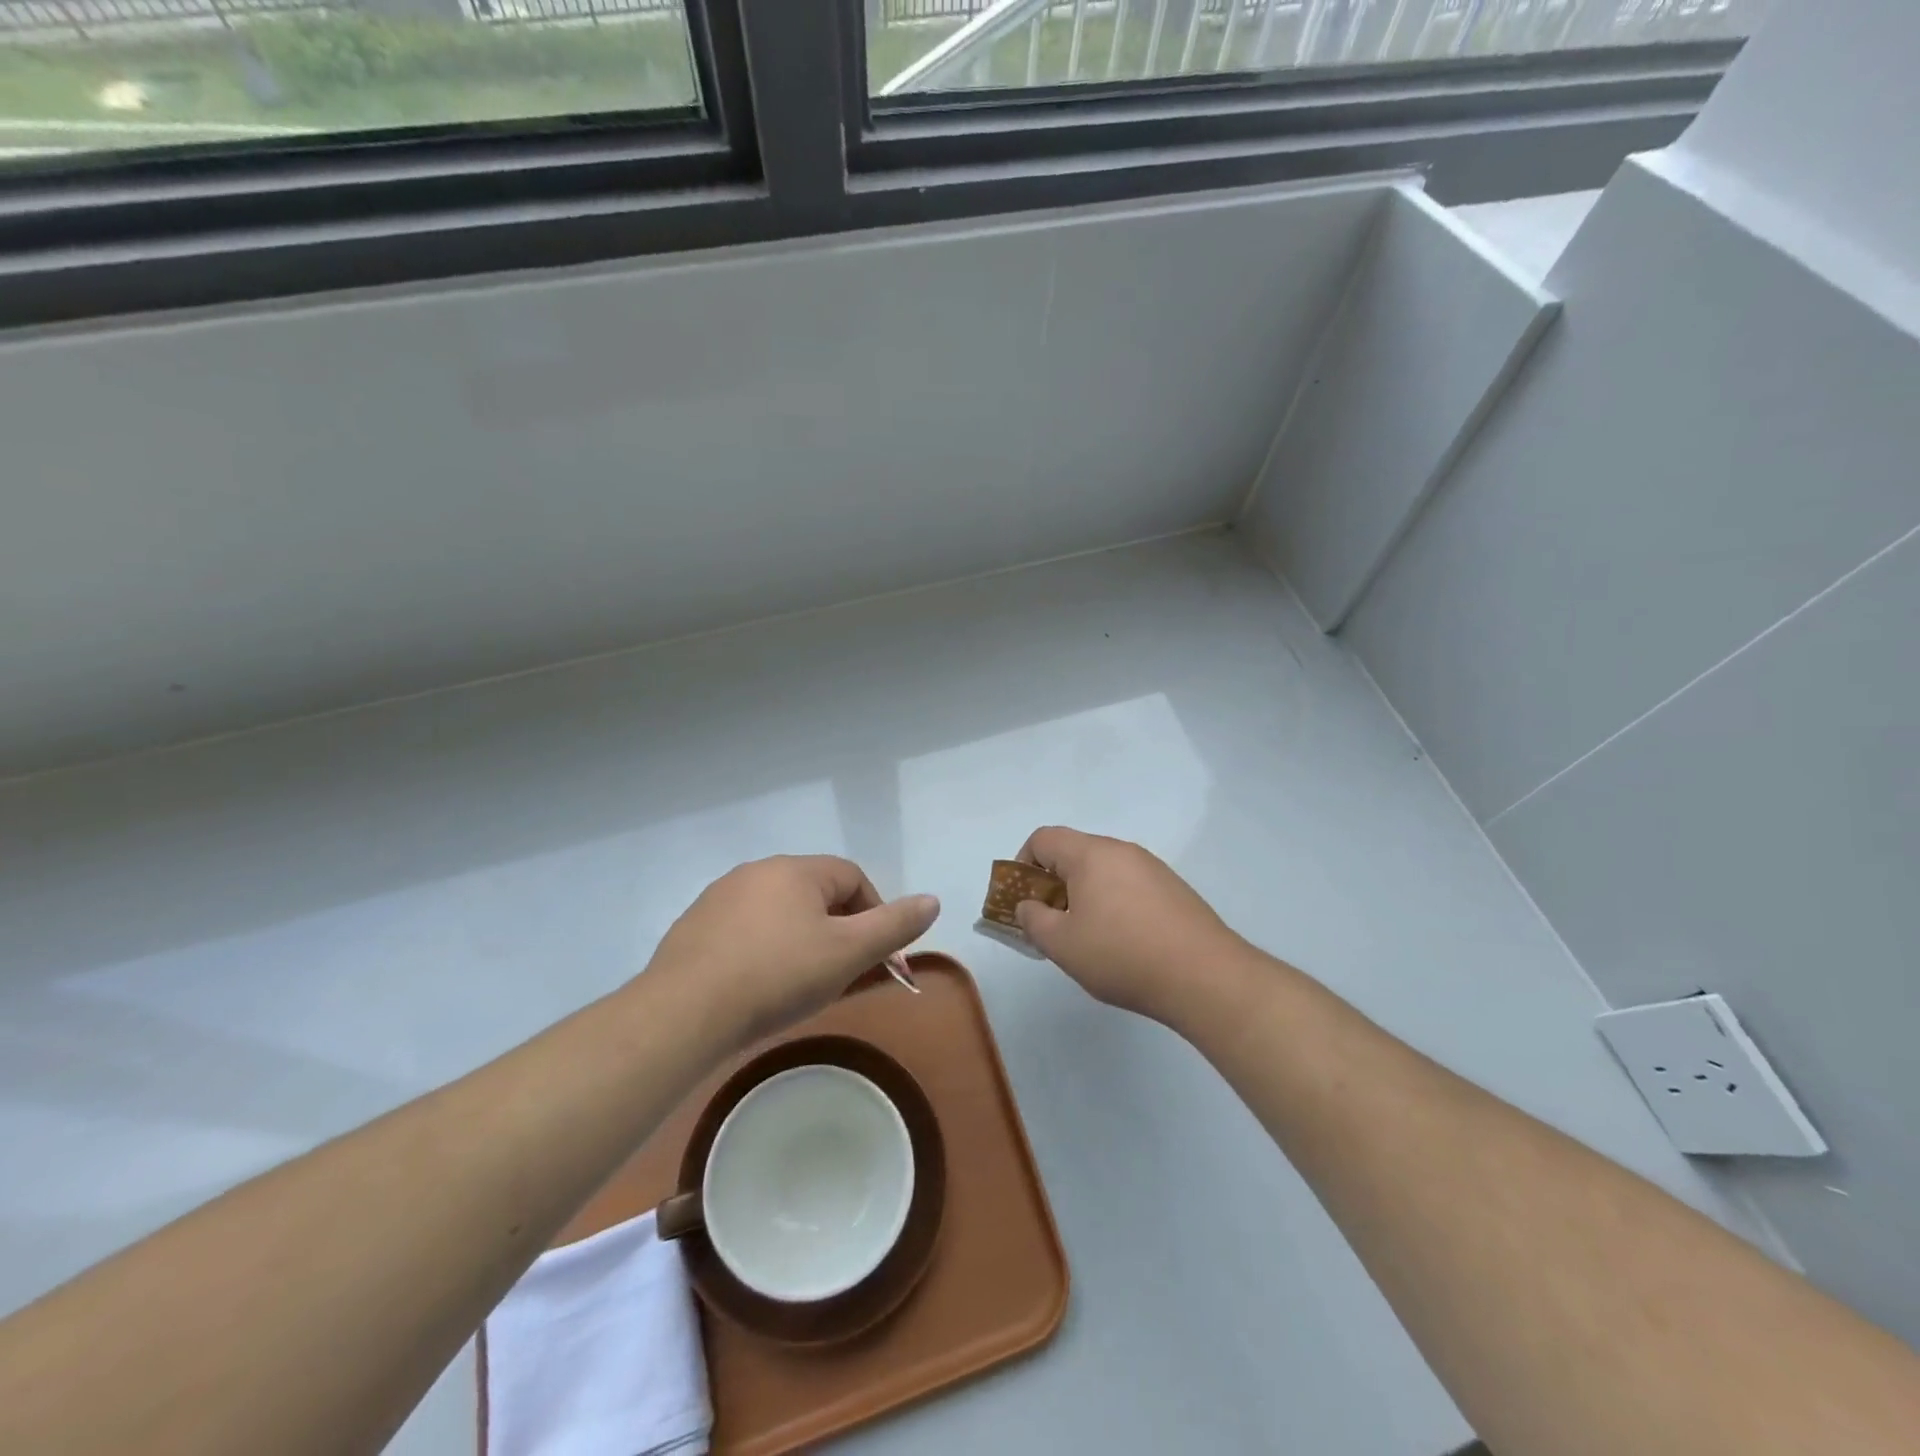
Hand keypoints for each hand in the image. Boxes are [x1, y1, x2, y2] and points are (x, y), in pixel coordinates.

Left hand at [645, 856, 939, 1046]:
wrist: (684, 1013)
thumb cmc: (778, 976)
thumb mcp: (848, 953)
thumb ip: (894, 925)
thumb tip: (932, 900)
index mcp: (797, 869)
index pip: (853, 878)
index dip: (875, 914)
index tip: (877, 956)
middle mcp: (757, 871)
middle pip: (816, 893)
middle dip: (839, 930)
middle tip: (843, 973)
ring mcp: (720, 897)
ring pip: (779, 912)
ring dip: (801, 939)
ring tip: (801, 983)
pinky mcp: (694, 927)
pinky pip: (745, 930)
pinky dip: (763, 950)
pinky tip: (757, 986)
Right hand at [1014, 827, 1246, 1021]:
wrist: (1205, 976)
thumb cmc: (1122, 955)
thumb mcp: (1062, 944)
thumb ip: (1033, 920)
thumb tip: (1028, 905)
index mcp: (1091, 854)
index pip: (1043, 839)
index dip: (1023, 864)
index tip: (1024, 901)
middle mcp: (1122, 850)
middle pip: (1074, 853)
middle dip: (1053, 884)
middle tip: (1052, 924)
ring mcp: (1152, 868)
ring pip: (1103, 870)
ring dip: (1084, 895)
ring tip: (1087, 938)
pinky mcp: (1174, 889)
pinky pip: (1129, 884)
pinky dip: (1113, 903)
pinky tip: (1123, 942)